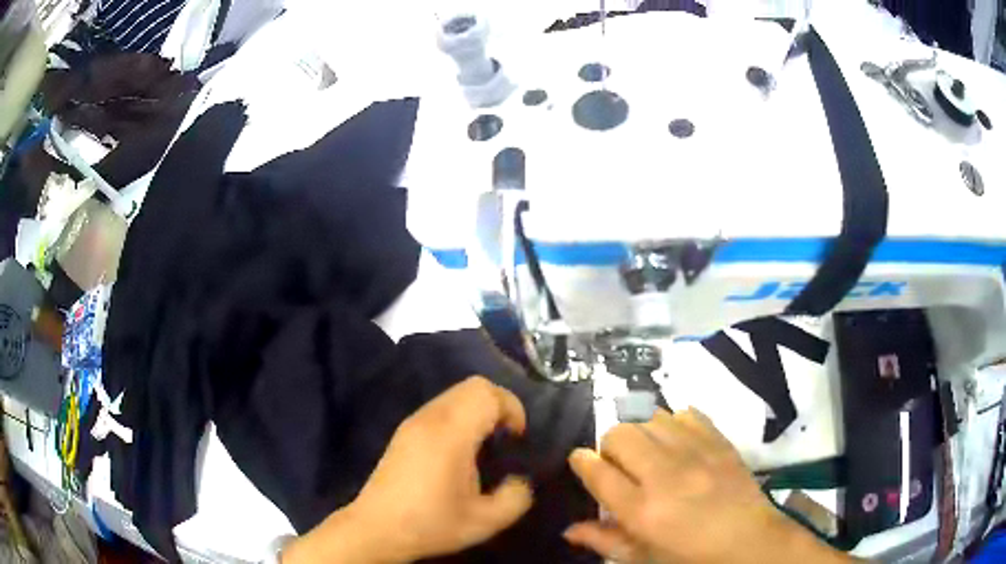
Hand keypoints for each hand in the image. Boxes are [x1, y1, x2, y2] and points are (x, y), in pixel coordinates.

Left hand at [283, 376, 532, 563]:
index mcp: (451, 433)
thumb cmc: (431, 523)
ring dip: (477, 410)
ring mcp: (413, 421)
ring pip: (455, 393)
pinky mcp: (403, 431)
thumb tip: (520, 480)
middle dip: (498, 405)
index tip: (516, 439)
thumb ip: (516, 498)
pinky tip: (458, 451)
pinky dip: (460, 416)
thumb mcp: (485, 521)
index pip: (487, 393)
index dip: (512, 408)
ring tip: (484, 446)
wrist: (377, 529)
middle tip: (505, 438)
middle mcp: (430, 417)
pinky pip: (440, 407)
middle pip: (473, 385)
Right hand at [565, 408, 855, 563]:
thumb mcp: (643, 558)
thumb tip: (569, 529)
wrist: (749, 541)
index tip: (582, 461)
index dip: (582, 461)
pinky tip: (677, 442)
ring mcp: (696, 453)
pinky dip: (674, 423)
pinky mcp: (719, 440)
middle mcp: (665, 475)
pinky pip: (686, 414)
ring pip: (650, 419)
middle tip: (620, 465)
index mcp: (641, 511)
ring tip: (650, 454)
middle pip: (620, 435)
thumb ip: (604, 541)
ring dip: (642, 434)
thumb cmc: (690, 557)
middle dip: (609, 446)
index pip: (597, 471)